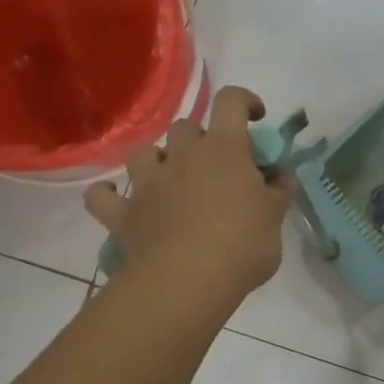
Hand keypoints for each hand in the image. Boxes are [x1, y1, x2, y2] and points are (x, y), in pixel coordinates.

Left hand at [84, 86, 294, 299]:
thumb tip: (281, 175)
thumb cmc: (242, 244)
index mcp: (224, 150)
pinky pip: (102, 197)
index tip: (256, 118)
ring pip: (144, 153)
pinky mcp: (123, 214)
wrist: (188, 281)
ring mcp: (147, 184)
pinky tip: (119, 201)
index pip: (231, 102)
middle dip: (200, 139)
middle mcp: (182, 156)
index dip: (244, 102)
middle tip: (215, 167)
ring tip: (170, 182)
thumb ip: (279, 191)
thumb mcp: (275, 217)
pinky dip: (109, 196)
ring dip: (157, 161)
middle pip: (185, 127)